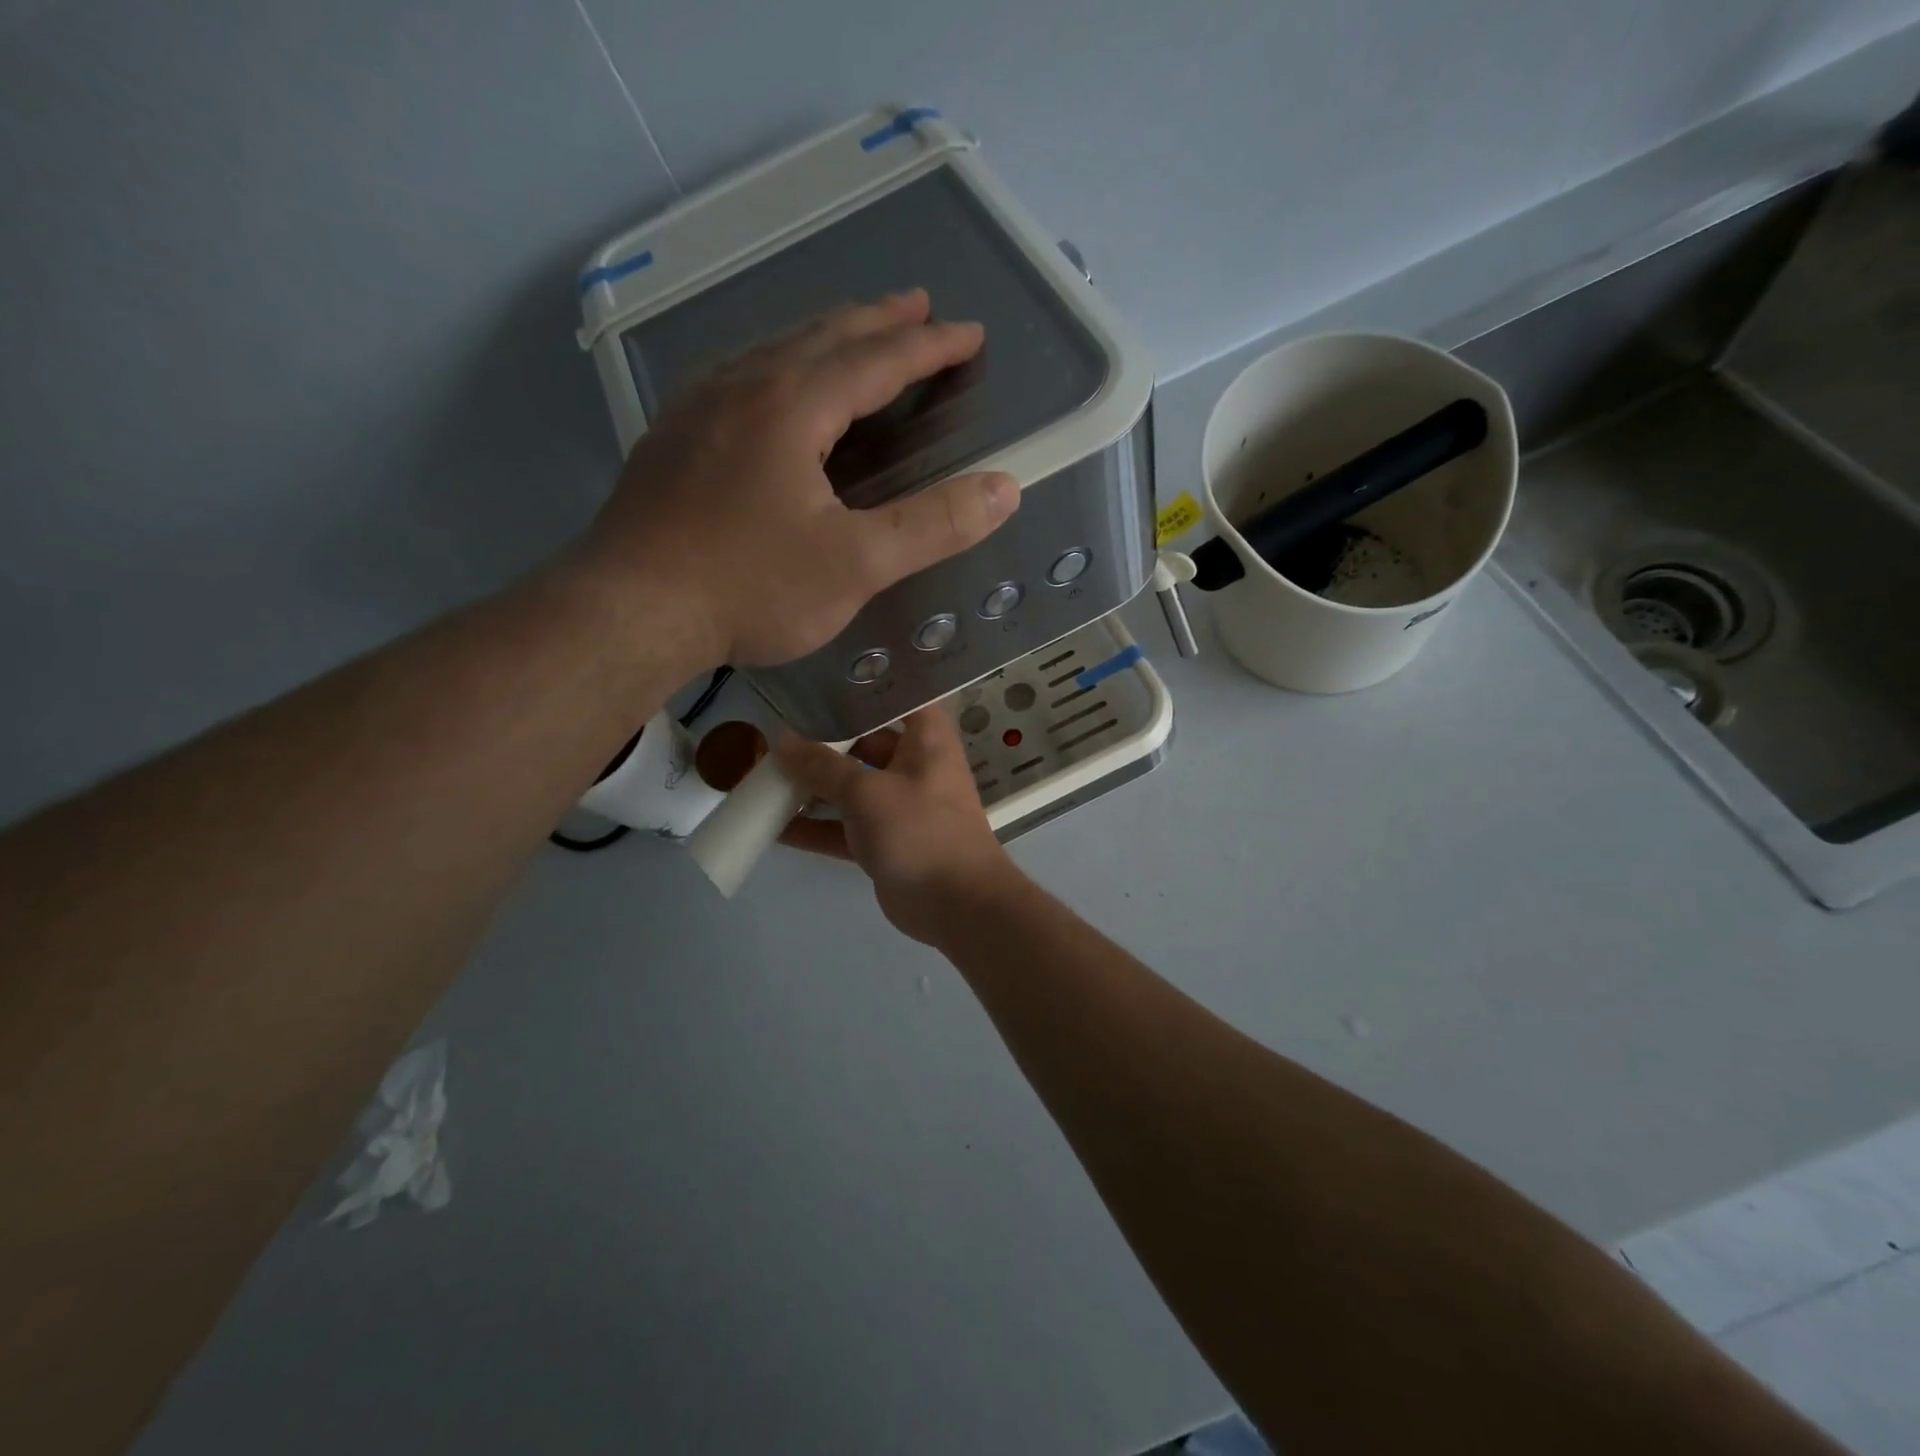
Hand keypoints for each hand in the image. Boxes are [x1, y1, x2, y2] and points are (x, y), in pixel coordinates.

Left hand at [577, 290, 1019, 669]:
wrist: (629, 611)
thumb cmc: (748, 587)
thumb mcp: (856, 565)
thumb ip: (933, 525)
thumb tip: (1006, 488)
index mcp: (792, 405)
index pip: (877, 358)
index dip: (930, 345)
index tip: (970, 333)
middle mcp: (743, 386)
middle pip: (823, 335)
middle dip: (878, 321)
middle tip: (918, 307)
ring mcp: (698, 409)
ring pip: (774, 349)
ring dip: (825, 336)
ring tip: (855, 335)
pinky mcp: (672, 439)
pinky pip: (738, 376)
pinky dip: (778, 364)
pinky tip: (772, 385)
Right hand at [777, 708, 1022, 944]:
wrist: (957, 905)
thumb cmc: (921, 831)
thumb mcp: (867, 793)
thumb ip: (822, 766)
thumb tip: (783, 741)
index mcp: (925, 739)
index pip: (898, 697)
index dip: (864, 686)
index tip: (823, 678)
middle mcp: (913, 765)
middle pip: (863, 742)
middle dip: (821, 742)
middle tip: (774, 733)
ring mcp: (897, 805)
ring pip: (848, 787)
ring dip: (811, 787)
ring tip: (762, 777)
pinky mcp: (883, 840)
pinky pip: (842, 826)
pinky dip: (814, 827)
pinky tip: (772, 827)